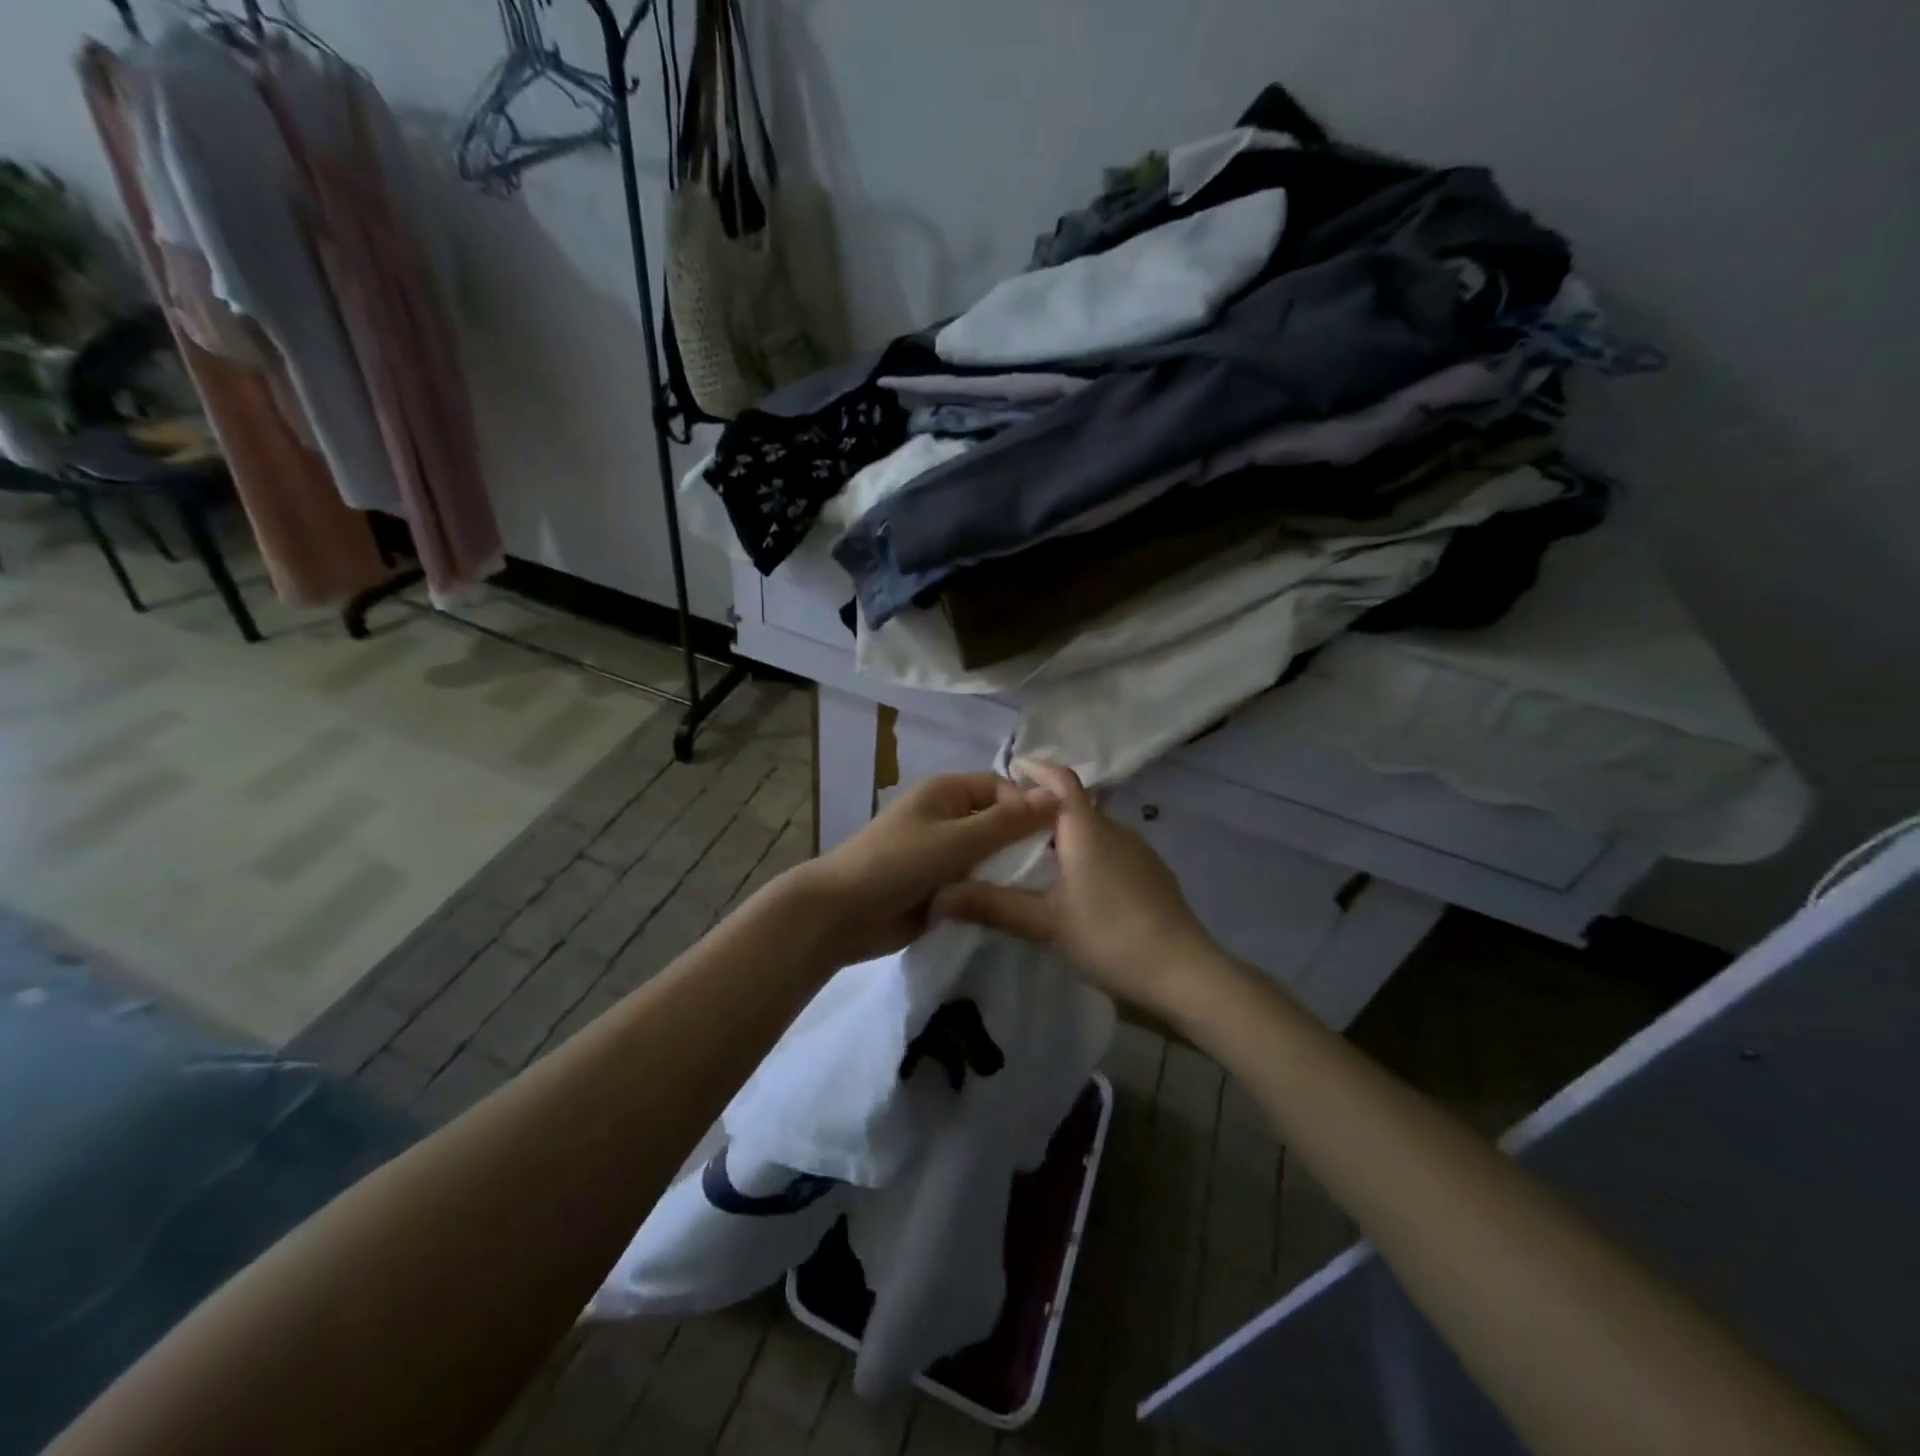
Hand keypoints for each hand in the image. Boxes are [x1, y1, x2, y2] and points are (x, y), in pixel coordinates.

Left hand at [782, 772, 1060, 968]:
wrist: (842, 915)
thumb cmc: (897, 864)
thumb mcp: (956, 840)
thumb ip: (1007, 822)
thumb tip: (1057, 795)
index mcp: (947, 792)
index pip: (1001, 788)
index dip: (1028, 806)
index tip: (1057, 837)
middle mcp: (948, 817)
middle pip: (998, 821)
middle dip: (1024, 840)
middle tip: (1060, 867)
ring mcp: (943, 853)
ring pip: (990, 854)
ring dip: (1010, 868)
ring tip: (1046, 888)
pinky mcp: (941, 886)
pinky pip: (977, 881)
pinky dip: (994, 889)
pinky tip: (1019, 905)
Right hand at [932, 759, 1220, 1014]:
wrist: (1184, 972)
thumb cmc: (1109, 938)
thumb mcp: (1044, 925)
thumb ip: (992, 906)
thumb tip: (940, 895)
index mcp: (1086, 830)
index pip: (1061, 781)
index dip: (1037, 769)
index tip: (1011, 769)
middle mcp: (1115, 829)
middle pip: (1075, 804)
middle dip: (1042, 807)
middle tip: (1008, 825)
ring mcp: (1139, 850)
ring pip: (1094, 828)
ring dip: (1066, 831)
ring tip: (1036, 855)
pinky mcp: (1153, 872)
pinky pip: (1111, 847)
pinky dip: (1087, 851)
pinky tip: (1077, 884)